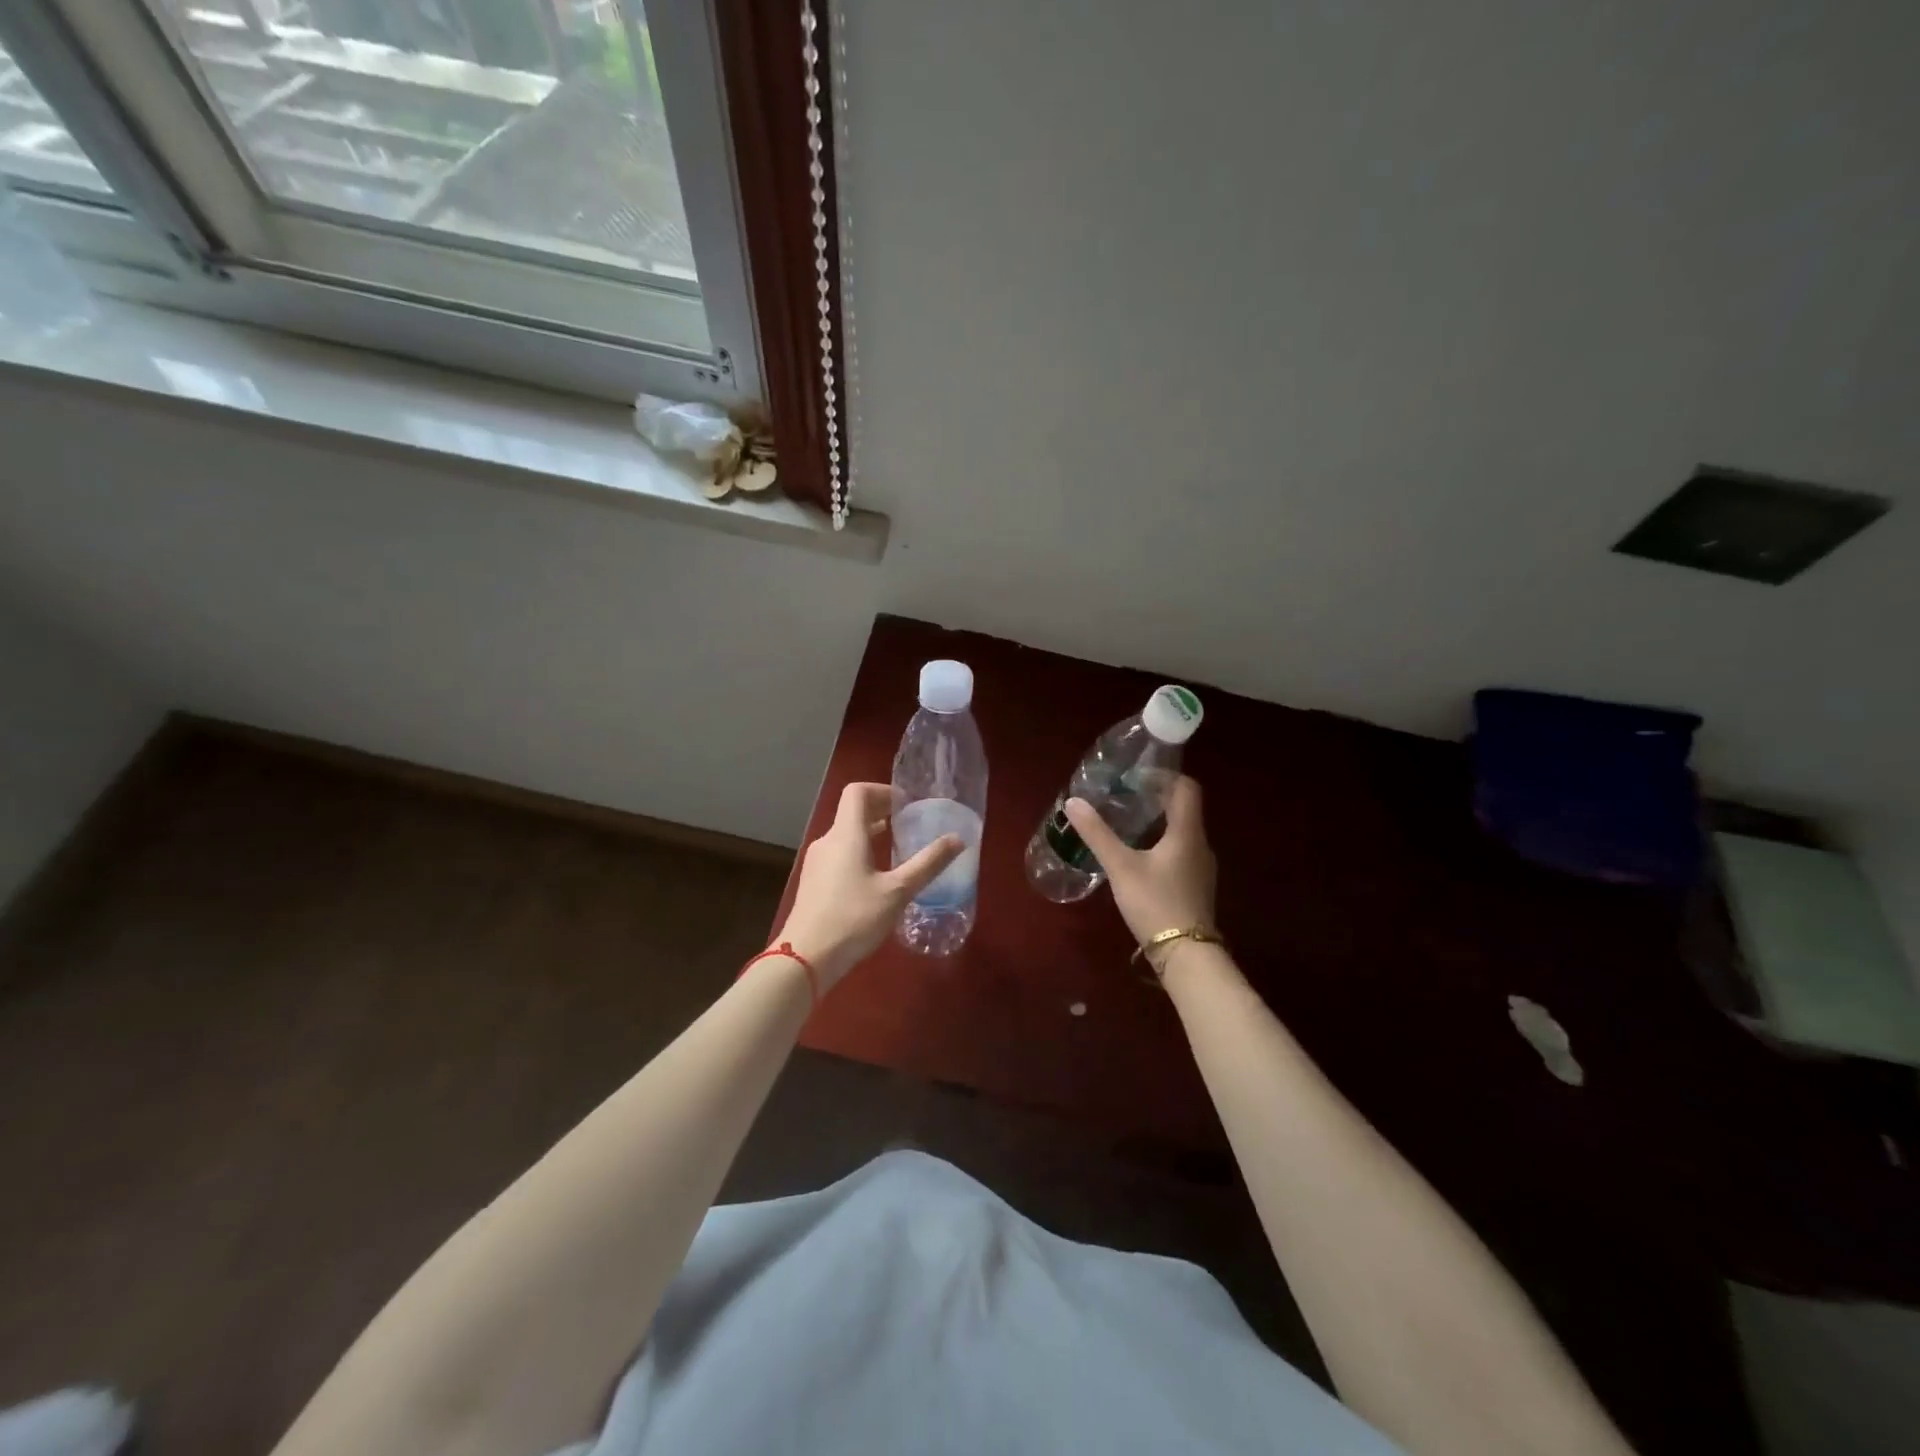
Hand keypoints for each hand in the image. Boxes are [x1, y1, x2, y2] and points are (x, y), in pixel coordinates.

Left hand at [776, 782, 961, 989]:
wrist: (805, 958)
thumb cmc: (854, 918)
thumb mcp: (898, 892)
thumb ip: (928, 864)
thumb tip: (958, 840)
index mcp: (846, 835)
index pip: (857, 792)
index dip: (882, 791)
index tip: (906, 804)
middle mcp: (827, 841)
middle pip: (851, 812)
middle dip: (880, 811)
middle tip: (907, 823)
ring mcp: (816, 863)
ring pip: (844, 835)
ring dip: (869, 833)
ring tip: (894, 847)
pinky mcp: (813, 882)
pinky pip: (838, 854)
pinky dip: (858, 852)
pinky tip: (874, 877)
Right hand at [1064, 776, 1216, 948]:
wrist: (1187, 956)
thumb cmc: (1155, 903)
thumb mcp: (1121, 867)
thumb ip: (1097, 834)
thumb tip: (1073, 802)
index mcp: (1187, 833)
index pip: (1187, 788)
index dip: (1164, 775)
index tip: (1136, 776)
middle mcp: (1200, 845)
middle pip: (1184, 808)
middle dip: (1157, 797)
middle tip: (1125, 796)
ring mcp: (1201, 868)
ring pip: (1182, 831)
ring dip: (1159, 821)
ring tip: (1128, 822)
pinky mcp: (1196, 886)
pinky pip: (1181, 851)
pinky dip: (1162, 843)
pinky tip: (1139, 856)